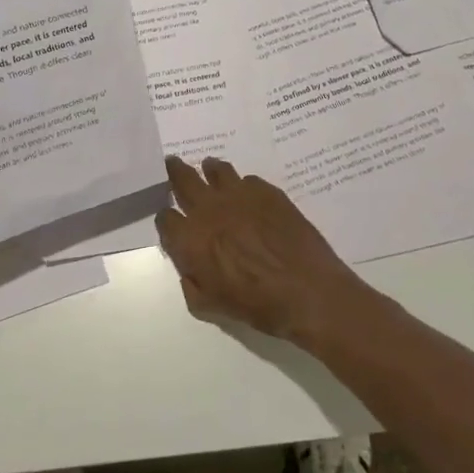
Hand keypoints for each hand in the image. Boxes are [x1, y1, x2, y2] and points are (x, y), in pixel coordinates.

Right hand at [155, 155, 362, 343]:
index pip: (165, 217)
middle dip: (175, 171)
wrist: (308, 291)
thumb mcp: (211, 307)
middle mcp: (209, 209)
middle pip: (183, 179)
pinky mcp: (267, 191)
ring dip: (209, 170)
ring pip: (216, 170)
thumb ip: (191, 283)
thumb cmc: (257, 305)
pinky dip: (243, 185)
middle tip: (173, 164)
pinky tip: (248, 195)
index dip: (166, 219)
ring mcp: (239, 195)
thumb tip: (189, 266)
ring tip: (210, 170)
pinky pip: (247, 179)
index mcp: (191, 239)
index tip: (171, 222)